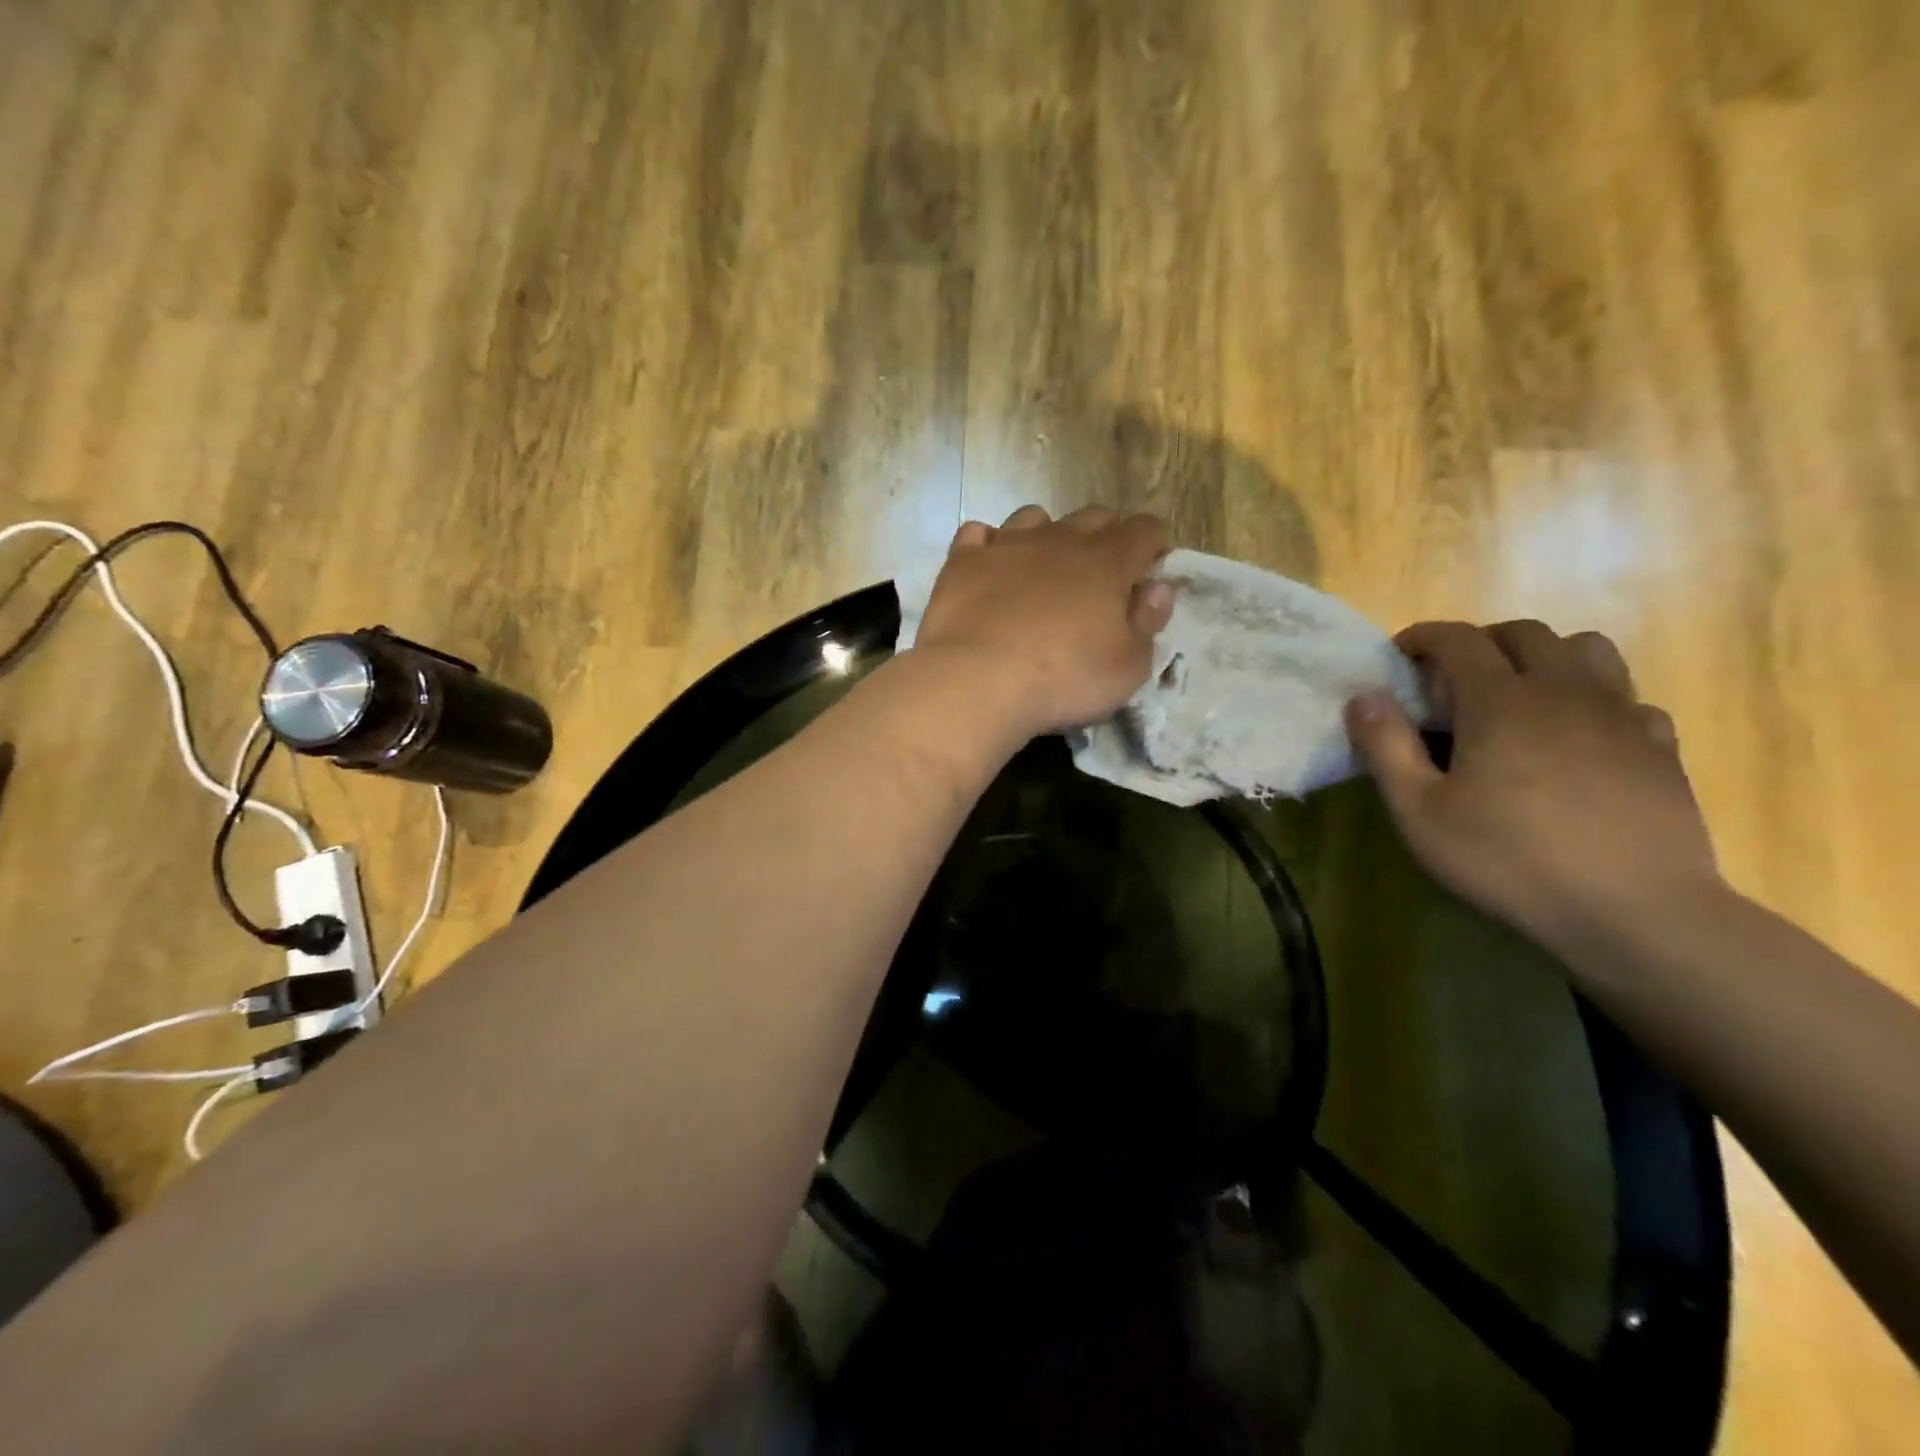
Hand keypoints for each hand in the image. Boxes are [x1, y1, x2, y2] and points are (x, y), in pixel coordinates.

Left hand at [915, 505, 1173, 737]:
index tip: (1148, 571)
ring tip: (1042, 569)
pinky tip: (989, 568)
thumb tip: (1157, 589)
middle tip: (1100, 576)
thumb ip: (1146, 624)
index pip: (1144, 530)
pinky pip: (978, 534)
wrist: (977, 681)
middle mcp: (1058, 540)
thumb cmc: (1064, 679)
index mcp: (1107, 562)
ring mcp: (1006, 545)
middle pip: (1093, 517)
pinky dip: (988, 545)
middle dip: (1105, 536)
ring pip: (1034, 517)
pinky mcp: (962, 562)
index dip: (1152, 546)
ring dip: (1046, 535)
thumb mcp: (1127, 668)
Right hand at [1343, 621, 1722, 954]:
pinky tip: (1581, 738)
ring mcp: (1621, 716)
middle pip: (1525, 633)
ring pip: (1588, 650)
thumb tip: (1364, 696)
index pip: (1458, 639)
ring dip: (1546, 657)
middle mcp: (1564, 691)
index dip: (1423, 637)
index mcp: (1501, 701)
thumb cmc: (1509, 860)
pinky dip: (1597, 701)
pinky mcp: (1660, 747)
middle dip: (1481, 642)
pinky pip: (1629, 699)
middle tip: (1453, 680)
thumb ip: (1386, 748)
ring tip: (1521, 696)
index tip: (1400, 655)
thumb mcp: (1420, 813)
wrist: (1635, 913)